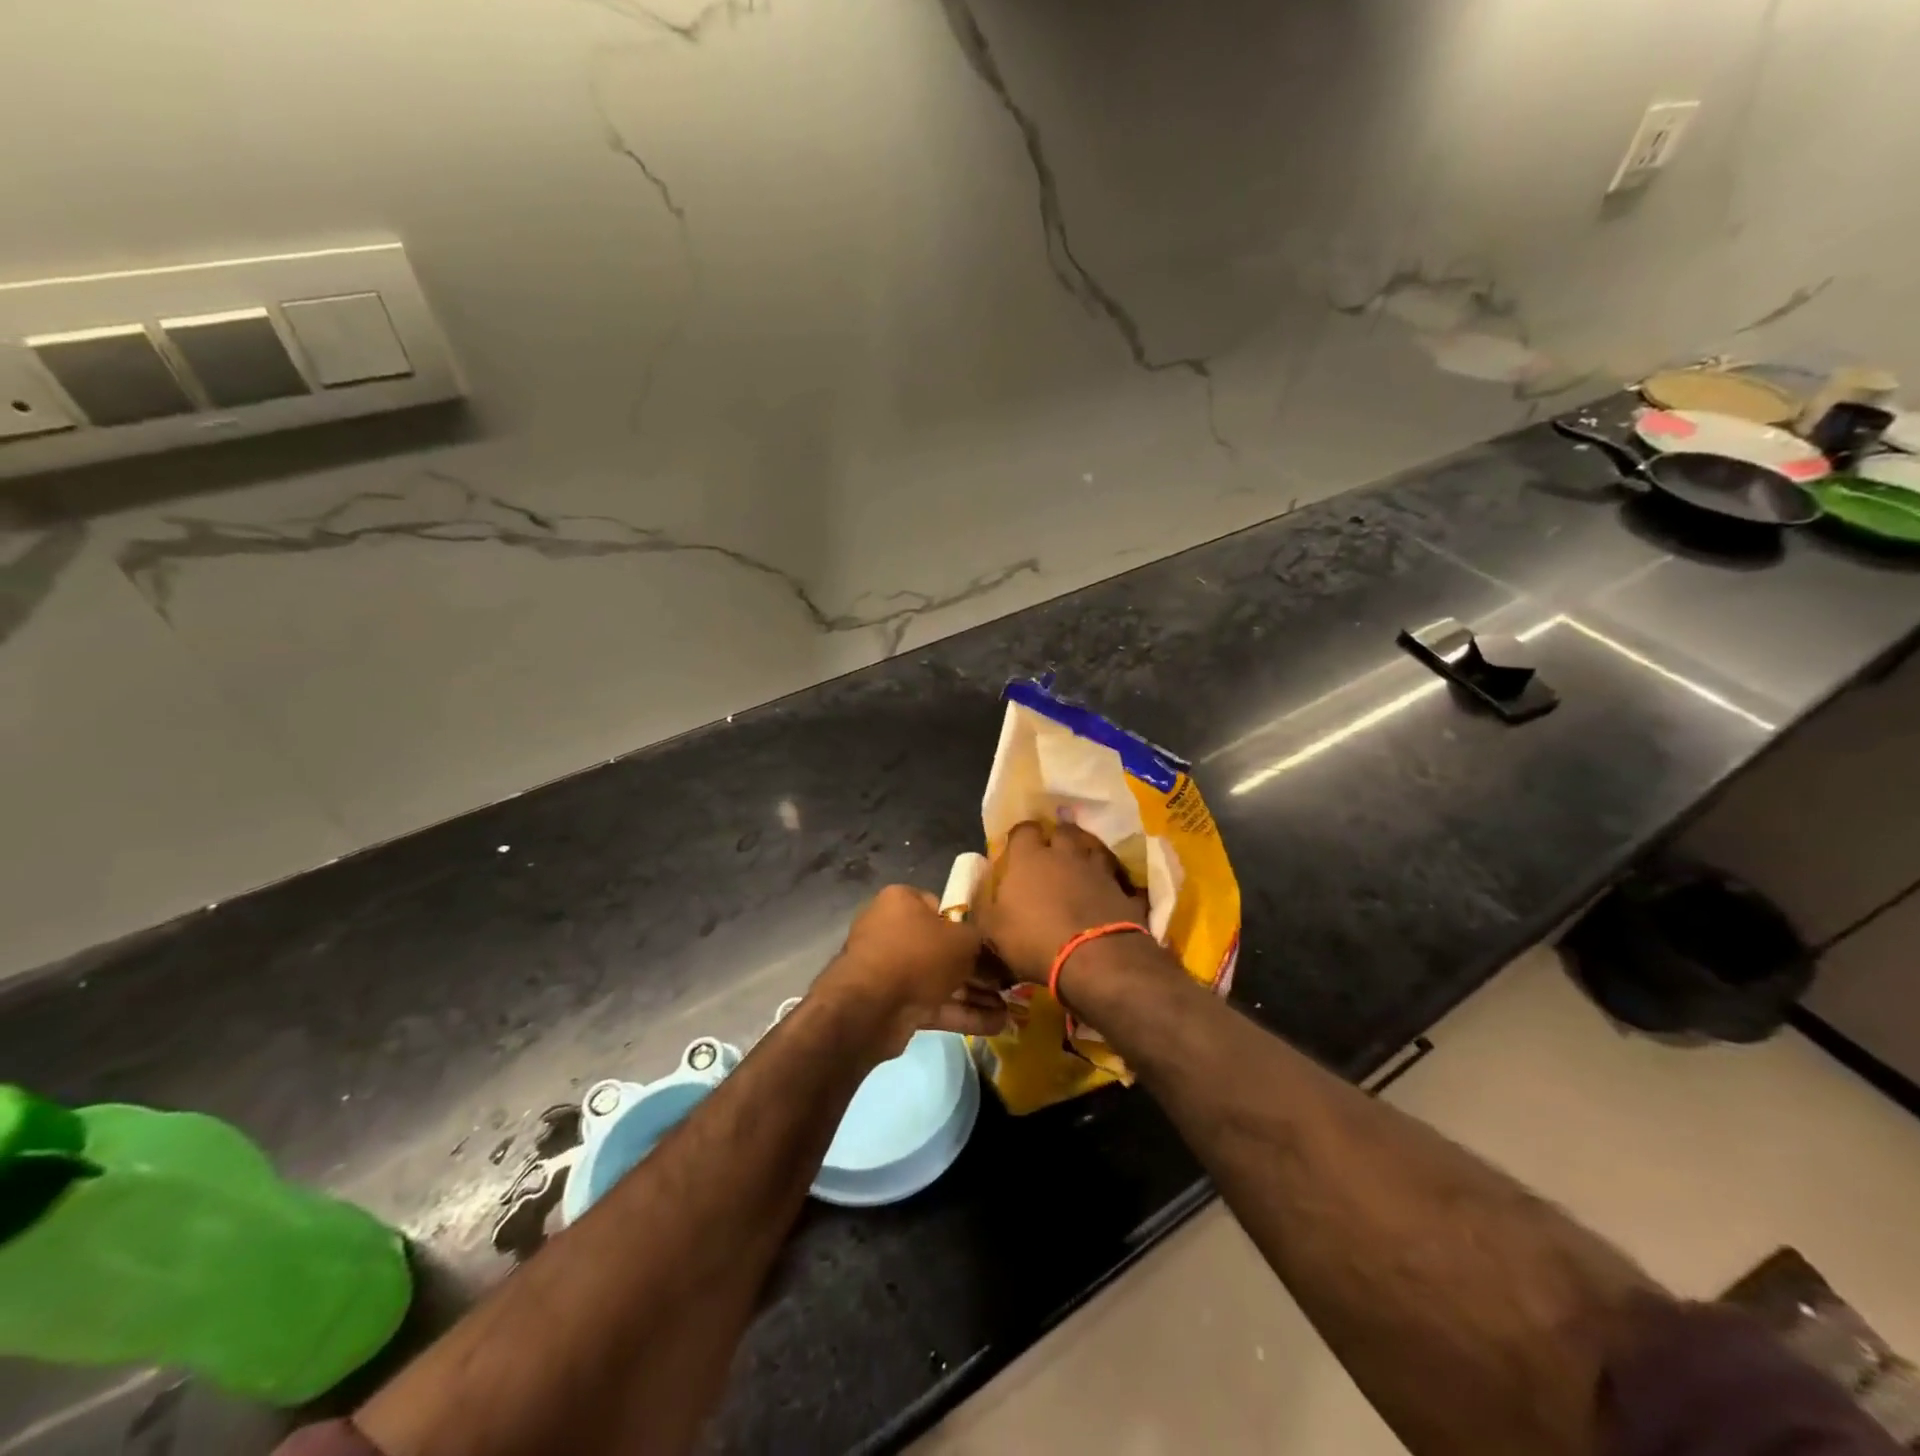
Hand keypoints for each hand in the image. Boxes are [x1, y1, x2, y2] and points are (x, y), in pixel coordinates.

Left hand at [812, 885, 1007, 1055]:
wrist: (869, 1007)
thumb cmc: (918, 955)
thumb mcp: (963, 940)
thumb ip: (982, 944)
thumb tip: (994, 956)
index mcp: (902, 901)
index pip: (942, 907)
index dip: (969, 926)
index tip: (992, 944)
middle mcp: (892, 930)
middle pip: (943, 948)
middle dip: (977, 969)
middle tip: (1008, 983)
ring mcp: (890, 969)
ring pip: (940, 979)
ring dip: (975, 995)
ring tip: (1011, 1011)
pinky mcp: (892, 1004)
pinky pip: (933, 1004)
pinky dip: (962, 1014)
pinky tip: (996, 1025)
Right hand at [974, 820, 1149, 985]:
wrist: (1094, 958)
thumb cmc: (1033, 940)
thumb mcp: (992, 929)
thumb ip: (983, 905)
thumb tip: (980, 889)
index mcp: (1029, 858)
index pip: (1024, 829)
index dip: (1021, 836)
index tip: (1017, 847)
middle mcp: (1065, 855)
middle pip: (1063, 832)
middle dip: (1057, 839)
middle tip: (1051, 855)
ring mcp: (1098, 870)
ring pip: (1093, 849)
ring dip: (1086, 855)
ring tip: (1081, 869)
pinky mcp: (1123, 890)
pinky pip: (1119, 881)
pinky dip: (1114, 886)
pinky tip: (1111, 895)